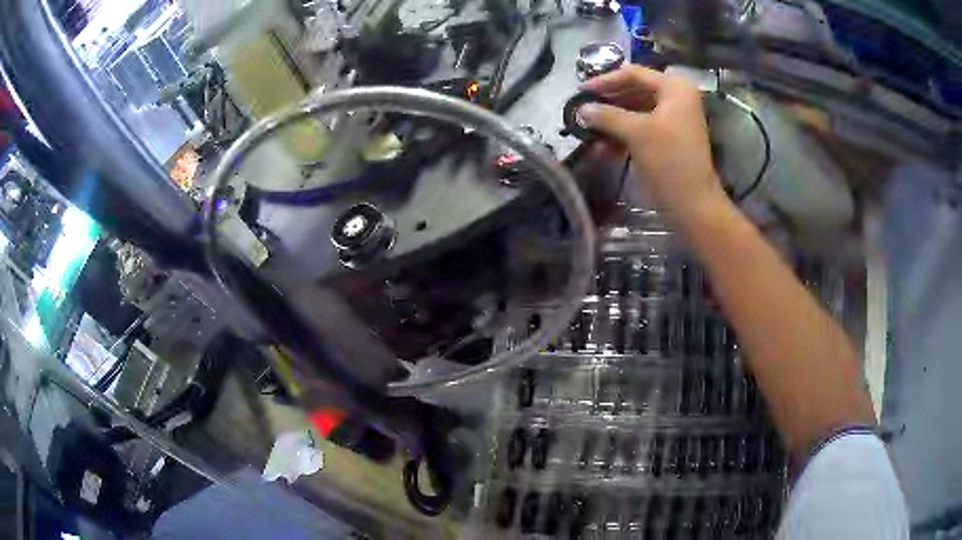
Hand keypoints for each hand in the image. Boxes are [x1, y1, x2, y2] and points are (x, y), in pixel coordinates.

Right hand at [578, 66, 731, 224]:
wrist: (694, 205)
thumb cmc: (669, 161)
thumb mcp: (636, 133)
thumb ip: (606, 115)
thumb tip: (580, 109)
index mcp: (674, 87)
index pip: (633, 73)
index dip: (604, 81)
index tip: (579, 91)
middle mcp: (676, 98)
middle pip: (634, 91)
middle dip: (607, 102)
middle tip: (581, 110)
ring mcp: (674, 118)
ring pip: (635, 111)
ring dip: (612, 120)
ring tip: (588, 131)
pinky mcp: (669, 138)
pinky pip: (641, 127)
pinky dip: (623, 134)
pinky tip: (603, 147)